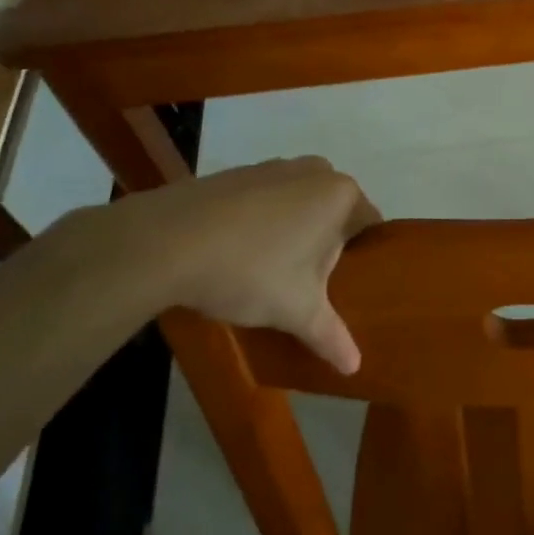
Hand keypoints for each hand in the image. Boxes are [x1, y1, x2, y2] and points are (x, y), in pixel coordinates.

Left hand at [114, 157, 381, 372]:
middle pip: (333, 214)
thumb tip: (354, 367)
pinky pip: (262, 201)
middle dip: (325, 246)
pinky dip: (258, 225)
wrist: (163, 242)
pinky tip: (236, 256)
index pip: (370, 225)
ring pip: (297, 206)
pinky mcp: (233, 174)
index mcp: (341, 194)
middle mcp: (313, 170)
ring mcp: (270, 167)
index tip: (346, 288)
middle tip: (310, 286)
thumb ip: (330, 336)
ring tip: (271, 274)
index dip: (362, 259)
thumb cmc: (250, 270)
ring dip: (291, 234)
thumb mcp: (296, 311)